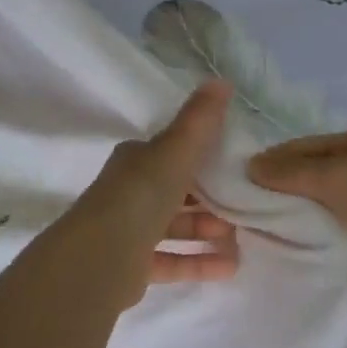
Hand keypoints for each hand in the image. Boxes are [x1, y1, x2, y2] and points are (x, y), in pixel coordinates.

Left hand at [58, 83, 238, 309]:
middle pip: (177, 193)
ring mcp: (129, 231)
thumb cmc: (141, 195)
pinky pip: (172, 260)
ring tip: (242, 240)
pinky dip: (199, 262)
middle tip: (245, 206)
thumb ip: (200, 120)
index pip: (172, 154)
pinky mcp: (132, 266)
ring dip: (207, 232)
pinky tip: (230, 268)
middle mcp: (130, 193)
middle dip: (211, 199)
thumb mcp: (175, 150)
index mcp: (136, 161)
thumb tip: (221, 80)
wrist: (101, 256)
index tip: (236, 166)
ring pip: (175, 227)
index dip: (202, 158)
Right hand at [248, 126, 346, 308]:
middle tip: (239, 218)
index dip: (271, 162)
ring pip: (326, 215)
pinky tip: (290, 261)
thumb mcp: (343, 175)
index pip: (305, 148)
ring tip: (256, 242)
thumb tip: (250, 166)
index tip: (234, 184)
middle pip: (314, 181)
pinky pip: (341, 243)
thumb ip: (295, 172)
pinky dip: (319, 249)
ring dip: (299, 226)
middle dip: (281, 197)